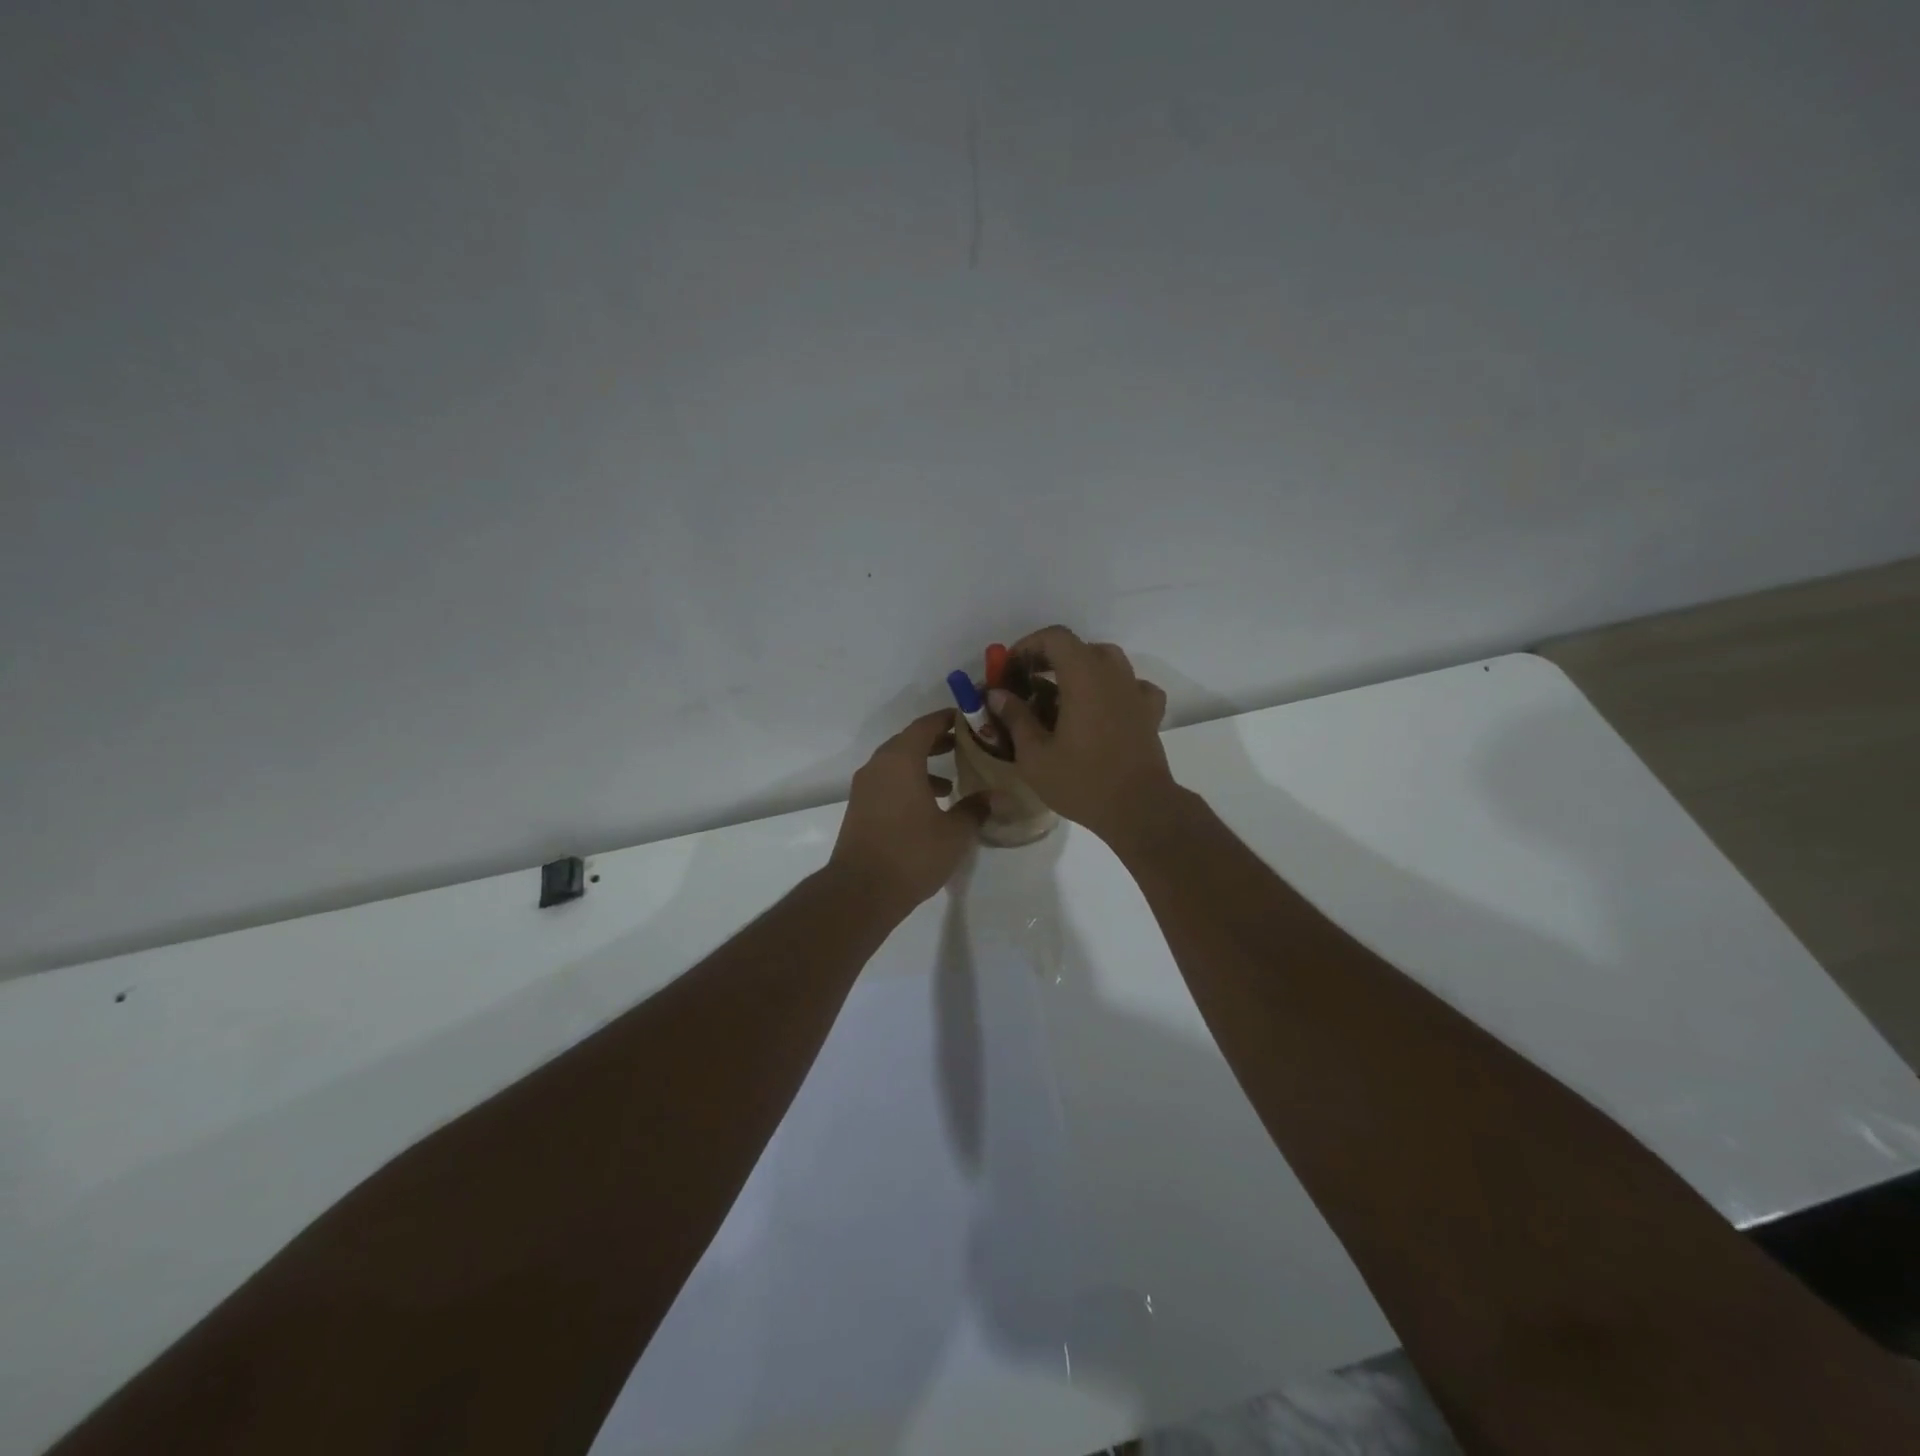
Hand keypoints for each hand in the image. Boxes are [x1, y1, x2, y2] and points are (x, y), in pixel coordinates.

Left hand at [830, 710, 986, 912]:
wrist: (861, 891)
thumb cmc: (912, 854)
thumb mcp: (955, 833)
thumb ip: (976, 809)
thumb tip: (995, 796)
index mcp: (901, 760)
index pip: (925, 726)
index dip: (947, 719)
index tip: (968, 720)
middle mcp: (879, 766)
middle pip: (909, 742)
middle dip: (937, 742)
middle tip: (965, 746)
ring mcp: (865, 788)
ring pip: (896, 764)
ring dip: (922, 766)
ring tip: (951, 783)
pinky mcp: (860, 808)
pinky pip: (887, 783)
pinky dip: (908, 783)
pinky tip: (929, 807)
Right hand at [988, 627, 1175, 843]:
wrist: (1139, 809)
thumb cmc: (1082, 781)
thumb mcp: (1035, 755)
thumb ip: (1015, 717)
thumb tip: (998, 695)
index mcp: (1084, 677)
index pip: (1055, 637)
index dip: (1028, 645)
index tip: (1011, 670)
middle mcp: (1113, 675)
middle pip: (1080, 647)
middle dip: (1051, 659)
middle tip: (1030, 685)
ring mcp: (1136, 692)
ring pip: (1108, 662)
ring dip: (1081, 671)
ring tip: (1062, 698)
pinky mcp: (1150, 713)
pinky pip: (1131, 686)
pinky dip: (1114, 689)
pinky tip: (1103, 709)